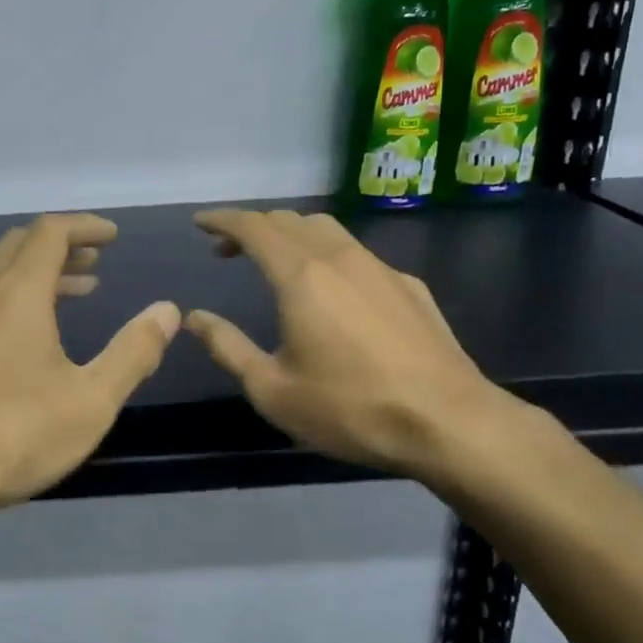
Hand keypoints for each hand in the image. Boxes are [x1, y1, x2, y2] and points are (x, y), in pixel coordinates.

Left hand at [0, 213, 180, 518]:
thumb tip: (167, 311)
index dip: (86, 227)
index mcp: (16, 292)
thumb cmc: (11, 435)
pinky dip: (16, 294)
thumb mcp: (89, 401)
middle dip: (63, 245)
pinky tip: (32, 332)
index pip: (51, 232)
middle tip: (98, 260)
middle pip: (21, 244)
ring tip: (78, 290)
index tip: (114, 236)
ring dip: (39, 270)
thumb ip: (132, 352)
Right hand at [184, 209, 516, 485]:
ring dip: (292, 234)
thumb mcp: (272, 389)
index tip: (200, 222)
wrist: (448, 423)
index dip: (222, 219)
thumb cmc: (349, 409)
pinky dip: (328, 255)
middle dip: (253, 226)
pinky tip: (333, 291)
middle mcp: (340, 258)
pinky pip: (358, 254)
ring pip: (328, 229)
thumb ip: (228, 347)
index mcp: (301, 276)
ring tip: (276, 260)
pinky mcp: (410, 286)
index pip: (254, 227)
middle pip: (290, 220)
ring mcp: (380, 268)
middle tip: (228, 249)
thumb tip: (194, 318)